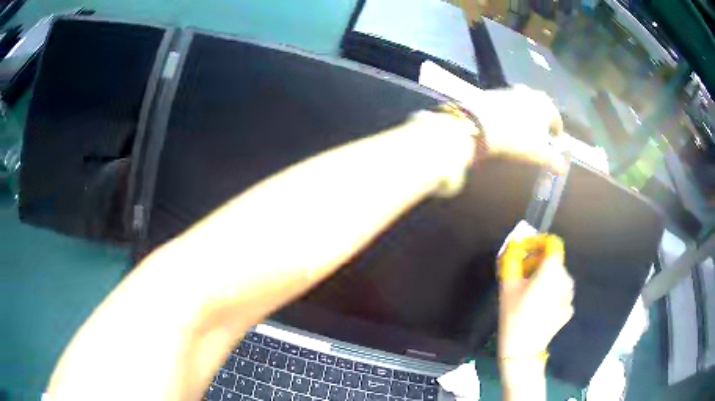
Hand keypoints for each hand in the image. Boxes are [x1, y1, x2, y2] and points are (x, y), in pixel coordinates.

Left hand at [463, 85, 565, 171]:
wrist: (479, 124)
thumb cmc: (517, 139)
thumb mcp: (538, 154)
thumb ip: (553, 160)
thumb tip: (563, 167)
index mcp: (546, 105)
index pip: (556, 119)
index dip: (556, 132)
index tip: (555, 142)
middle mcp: (530, 93)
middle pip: (540, 108)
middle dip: (541, 121)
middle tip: (539, 135)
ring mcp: (510, 91)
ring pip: (523, 104)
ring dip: (524, 116)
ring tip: (521, 131)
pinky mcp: (493, 93)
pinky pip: (506, 105)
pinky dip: (508, 113)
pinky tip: (504, 124)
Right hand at [497, 234, 573, 393]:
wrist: (523, 349)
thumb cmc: (515, 314)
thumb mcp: (508, 285)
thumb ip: (511, 260)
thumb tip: (514, 246)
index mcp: (552, 269)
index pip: (552, 243)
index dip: (537, 243)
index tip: (524, 253)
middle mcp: (566, 278)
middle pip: (553, 262)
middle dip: (538, 264)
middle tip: (522, 278)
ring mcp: (569, 296)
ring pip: (557, 278)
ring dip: (545, 280)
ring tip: (530, 295)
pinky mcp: (568, 310)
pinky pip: (559, 294)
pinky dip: (550, 295)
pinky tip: (538, 308)